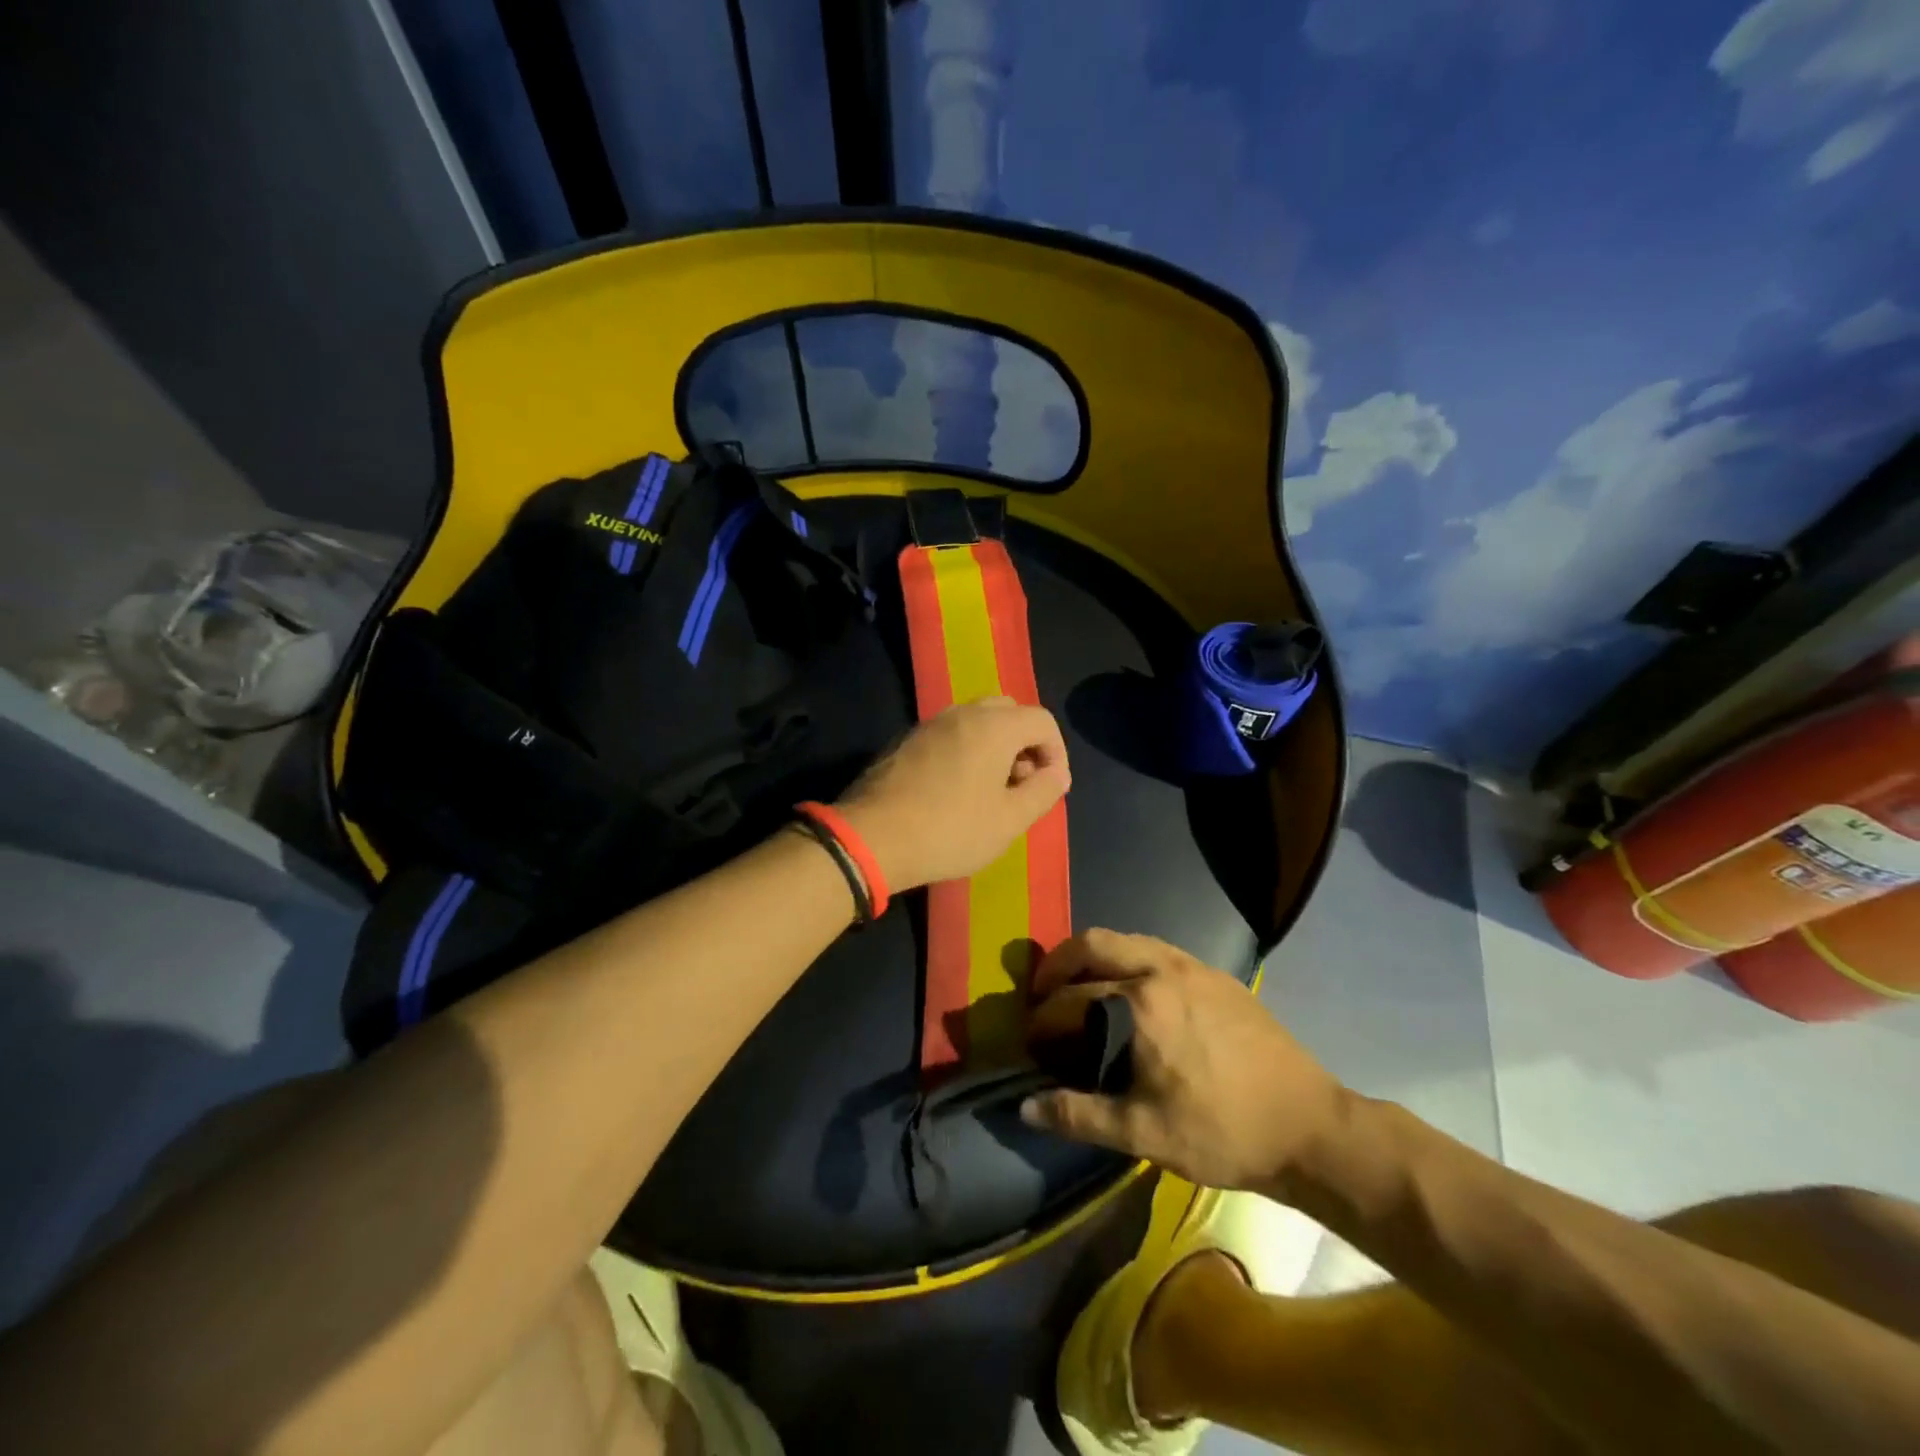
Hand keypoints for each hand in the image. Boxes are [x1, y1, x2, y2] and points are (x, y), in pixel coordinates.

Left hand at [835, 697, 1069, 892]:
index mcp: (993, 726)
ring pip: (976, 721)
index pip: (1042, 720)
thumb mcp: (1008, 821)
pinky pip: (949, 734)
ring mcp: (929, 724)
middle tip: (1020, 784)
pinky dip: (965, 751)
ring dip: (994, 747)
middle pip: (1008, 712)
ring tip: (989, 791)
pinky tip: (955, 790)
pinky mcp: (905, 740)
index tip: (1049, 787)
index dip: (1056, 752)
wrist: (872, 838)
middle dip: (1025, 744)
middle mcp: (962, 713)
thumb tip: (1057, 774)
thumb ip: (1043, 792)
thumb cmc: (949, 830)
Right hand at [1020, 929, 1347, 1192]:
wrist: (1310, 1127)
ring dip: (1095, 955)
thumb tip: (1025, 1107)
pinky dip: (1129, 958)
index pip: (1070, 997)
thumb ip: (1078, 1115)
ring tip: (1081, 984)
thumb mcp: (1144, 1133)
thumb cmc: (1222, 1132)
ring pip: (1127, 939)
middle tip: (1043, 990)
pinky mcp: (1217, 975)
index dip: (1042, 1018)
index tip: (1030, 1039)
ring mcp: (1193, 966)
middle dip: (1059, 961)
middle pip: (1093, 943)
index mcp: (1139, 1003)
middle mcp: (1162, 968)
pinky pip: (1158, 949)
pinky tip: (1132, 991)